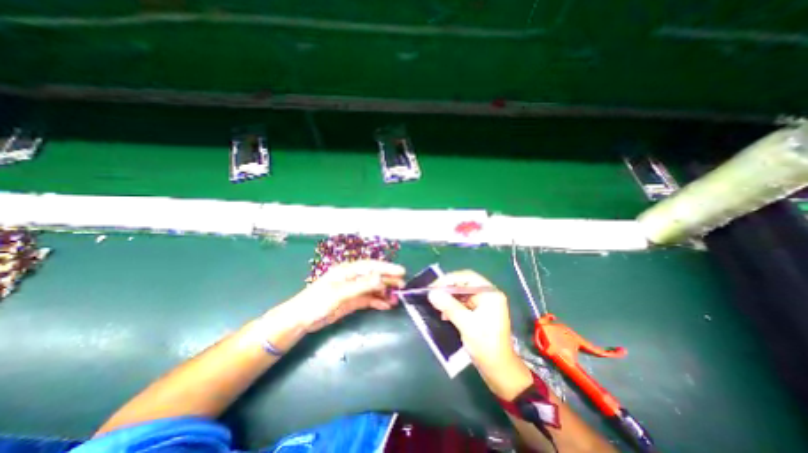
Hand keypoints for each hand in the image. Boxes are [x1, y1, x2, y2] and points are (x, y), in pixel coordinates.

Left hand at [288, 258, 407, 332]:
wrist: (301, 319)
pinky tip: (387, 305)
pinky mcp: (352, 301)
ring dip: (385, 292)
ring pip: (373, 288)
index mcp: (348, 271)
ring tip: (397, 298)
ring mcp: (353, 290)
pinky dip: (378, 301)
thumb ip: (361, 285)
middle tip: (403, 286)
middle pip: (374, 276)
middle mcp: (352, 278)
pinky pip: (369, 299)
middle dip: (389, 280)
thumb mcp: (340, 293)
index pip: (371, 266)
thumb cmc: (317, 302)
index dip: (387, 267)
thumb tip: (381, 278)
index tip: (401, 271)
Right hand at [425, 271, 526, 393]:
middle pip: (464, 284)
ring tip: (436, 305)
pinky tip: (444, 314)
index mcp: (490, 293)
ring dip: (448, 299)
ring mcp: (483, 304)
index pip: (467, 277)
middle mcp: (487, 295)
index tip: (434, 286)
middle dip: (447, 289)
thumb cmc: (486, 346)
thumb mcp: (467, 324)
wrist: (499, 371)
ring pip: (461, 294)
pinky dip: (452, 307)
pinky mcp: (478, 313)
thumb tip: (432, 293)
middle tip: (432, 294)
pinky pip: (462, 304)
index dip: (449, 279)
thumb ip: (449, 306)